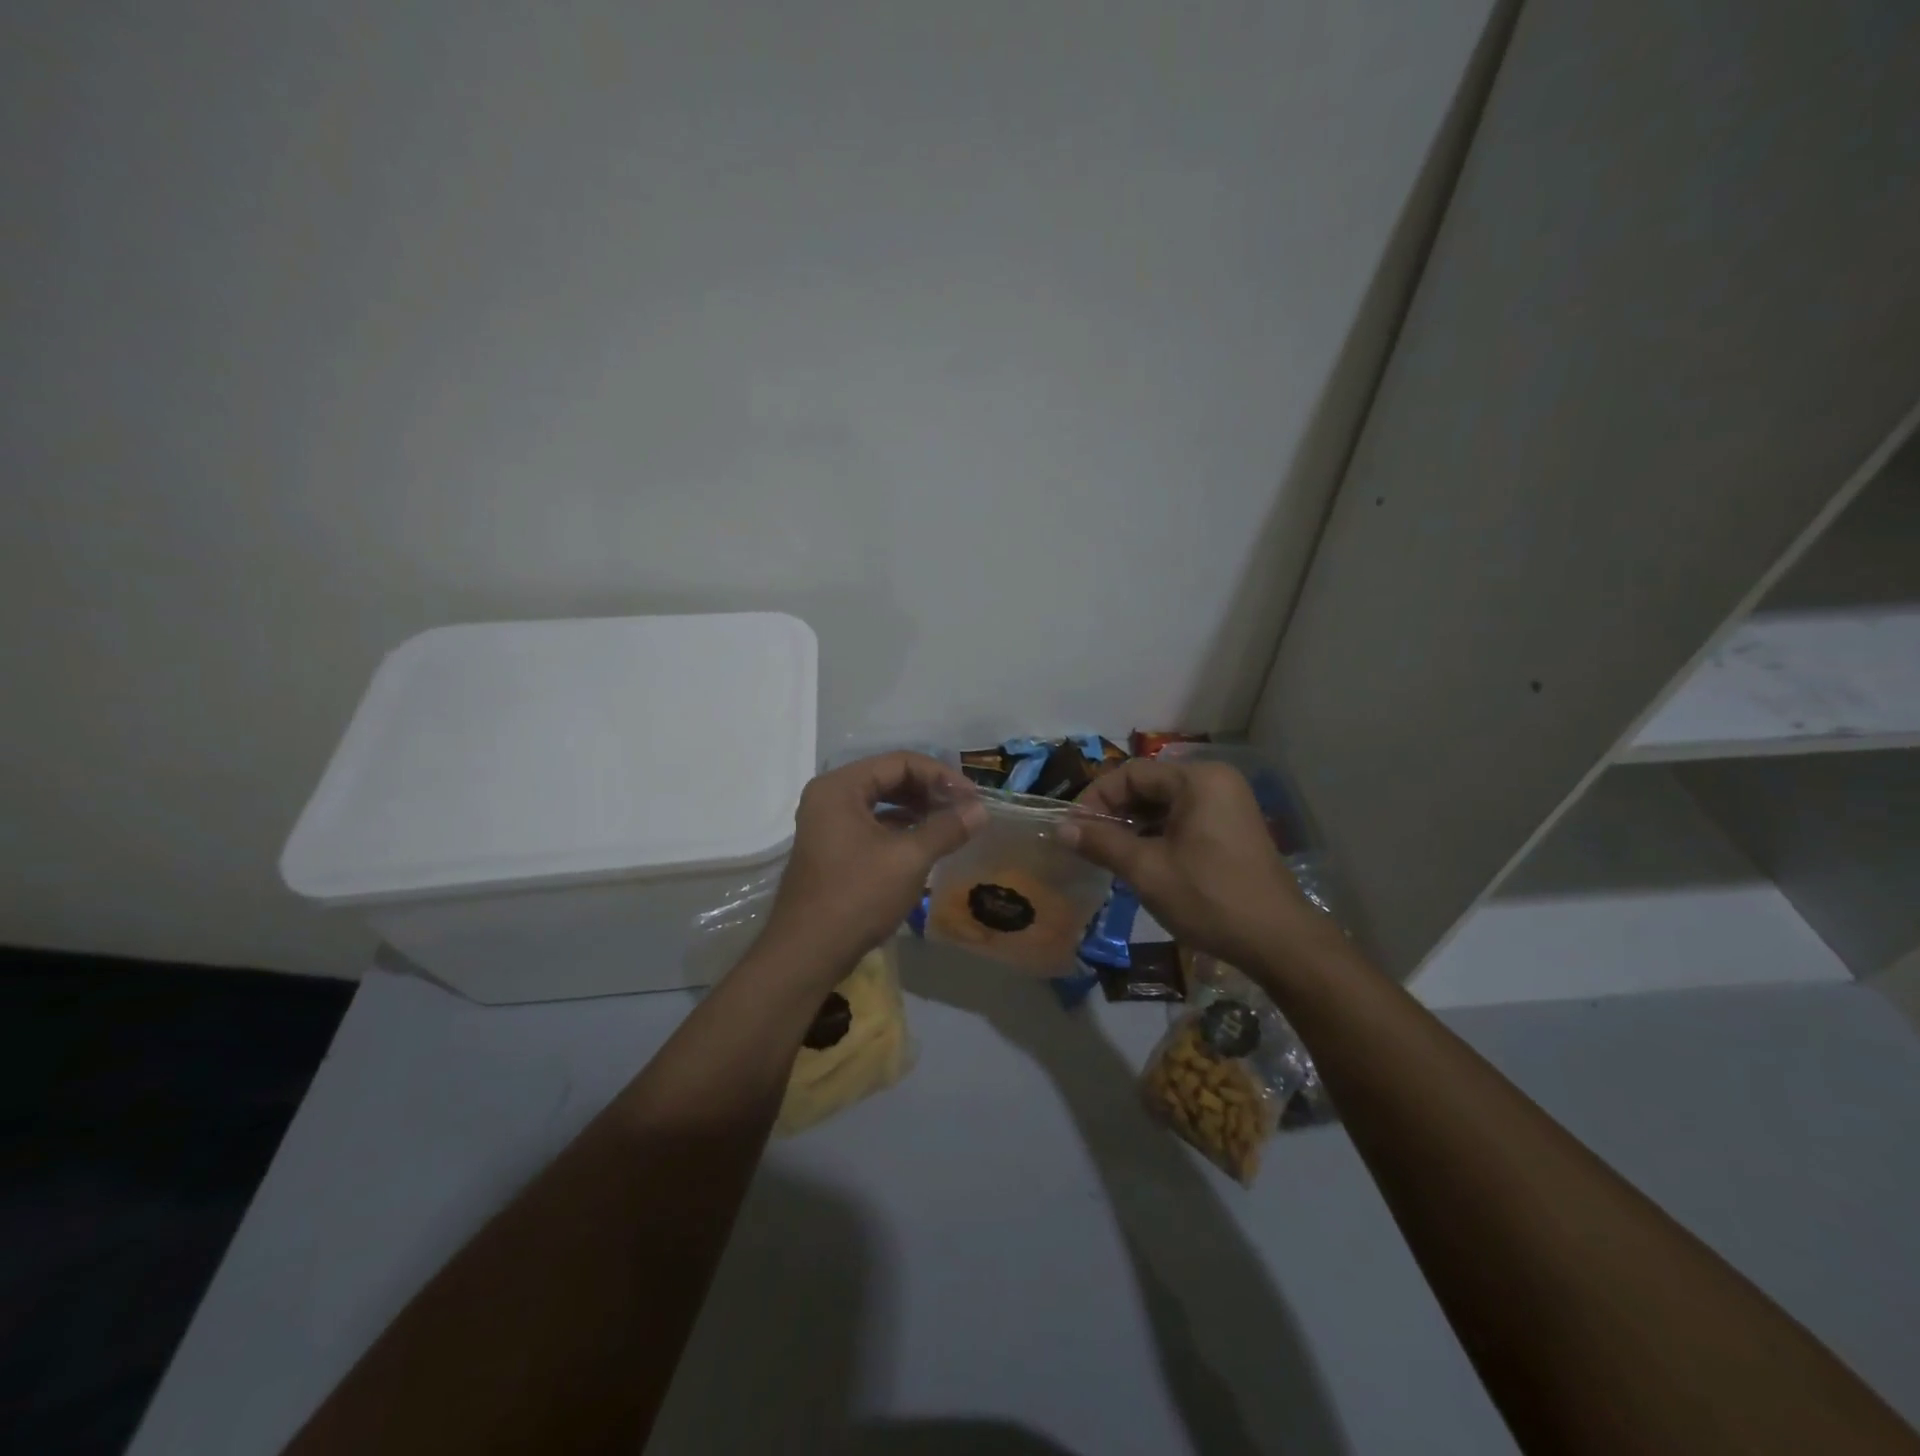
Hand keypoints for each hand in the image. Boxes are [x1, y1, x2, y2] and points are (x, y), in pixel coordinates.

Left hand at [759, 752, 985, 985]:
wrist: (807, 953)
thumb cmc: (857, 897)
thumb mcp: (909, 859)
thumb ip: (947, 828)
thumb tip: (981, 809)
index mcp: (840, 787)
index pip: (899, 762)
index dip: (940, 775)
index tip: (972, 797)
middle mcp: (829, 797)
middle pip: (889, 778)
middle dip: (929, 791)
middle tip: (964, 809)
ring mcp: (827, 824)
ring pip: (881, 803)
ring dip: (917, 810)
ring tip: (951, 824)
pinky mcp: (832, 849)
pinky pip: (872, 825)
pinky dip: (900, 829)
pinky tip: (926, 843)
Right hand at [1065, 759, 1325, 974]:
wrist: (1279, 942)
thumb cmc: (1209, 898)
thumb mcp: (1147, 870)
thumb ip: (1102, 842)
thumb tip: (1062, 828)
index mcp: (1197, 779)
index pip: (1131, 773)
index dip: (1096, 799)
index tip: (1073, 829)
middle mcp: (1215, 781)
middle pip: (1148, 785)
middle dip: (1114, 812)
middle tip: (1087, 843)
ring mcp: (1228, 804)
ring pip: (1164, 804)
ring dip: (1134, 825)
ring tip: (1108, 854)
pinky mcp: (1232, 828)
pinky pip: (1183, 819)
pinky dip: (1157, 834)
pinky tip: (1140, 860)